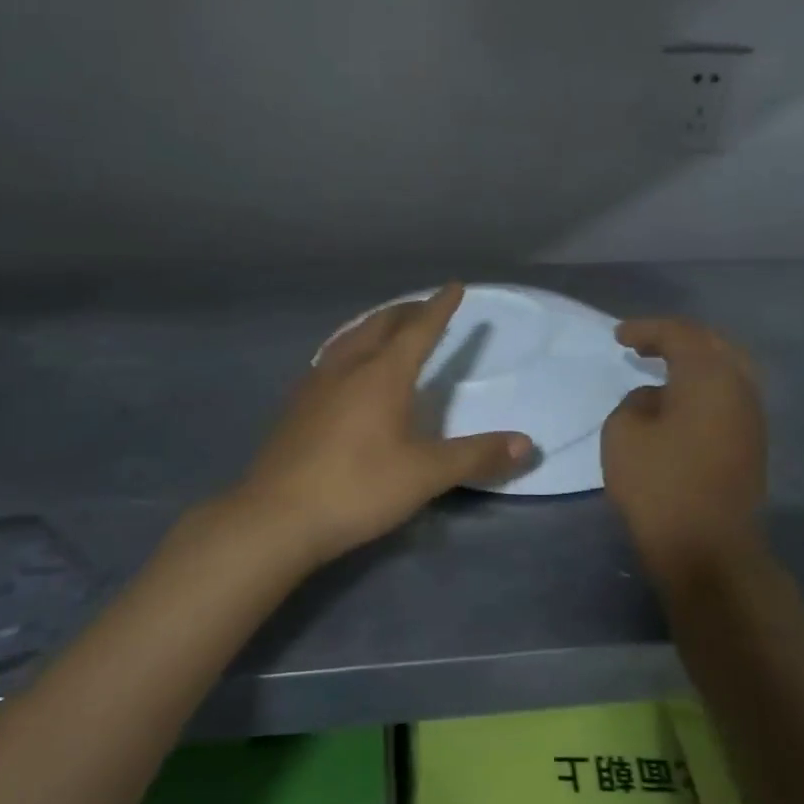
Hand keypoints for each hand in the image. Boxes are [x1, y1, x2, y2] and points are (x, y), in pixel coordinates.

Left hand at [231, 284, 532, 566]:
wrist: (276, 517)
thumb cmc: (357, 488)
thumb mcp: (425, 475)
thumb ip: (476, 456)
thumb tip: (527, 444)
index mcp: (382, 375)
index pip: (418, 330)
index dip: (440, 308)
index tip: (454, 286)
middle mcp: (347, 368)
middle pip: (379, 325)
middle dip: (405, 311)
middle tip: (423, 307)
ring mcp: (314, 385)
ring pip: (348, 339)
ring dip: (373, 326)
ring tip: (386, 328)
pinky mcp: (295, 406)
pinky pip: (329, 359)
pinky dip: (349, 348)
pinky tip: (344, 370)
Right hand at [602, 317, 767, 580]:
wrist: (707, 548)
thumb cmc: (659, 484)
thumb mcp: (623, 433)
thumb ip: (635, 403)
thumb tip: (655, 400)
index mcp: (710, 376)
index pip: (681, 335)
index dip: (647, 330)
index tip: (618, 336)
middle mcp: (740, 388)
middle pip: (714, 346)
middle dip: (678, 340)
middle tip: (645, 344)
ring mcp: (752, 418)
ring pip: (728, 372)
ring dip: (695, 365)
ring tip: (663, 369)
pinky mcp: (752, 445)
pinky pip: (728, 398)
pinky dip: (703, 388)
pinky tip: (679, 402)